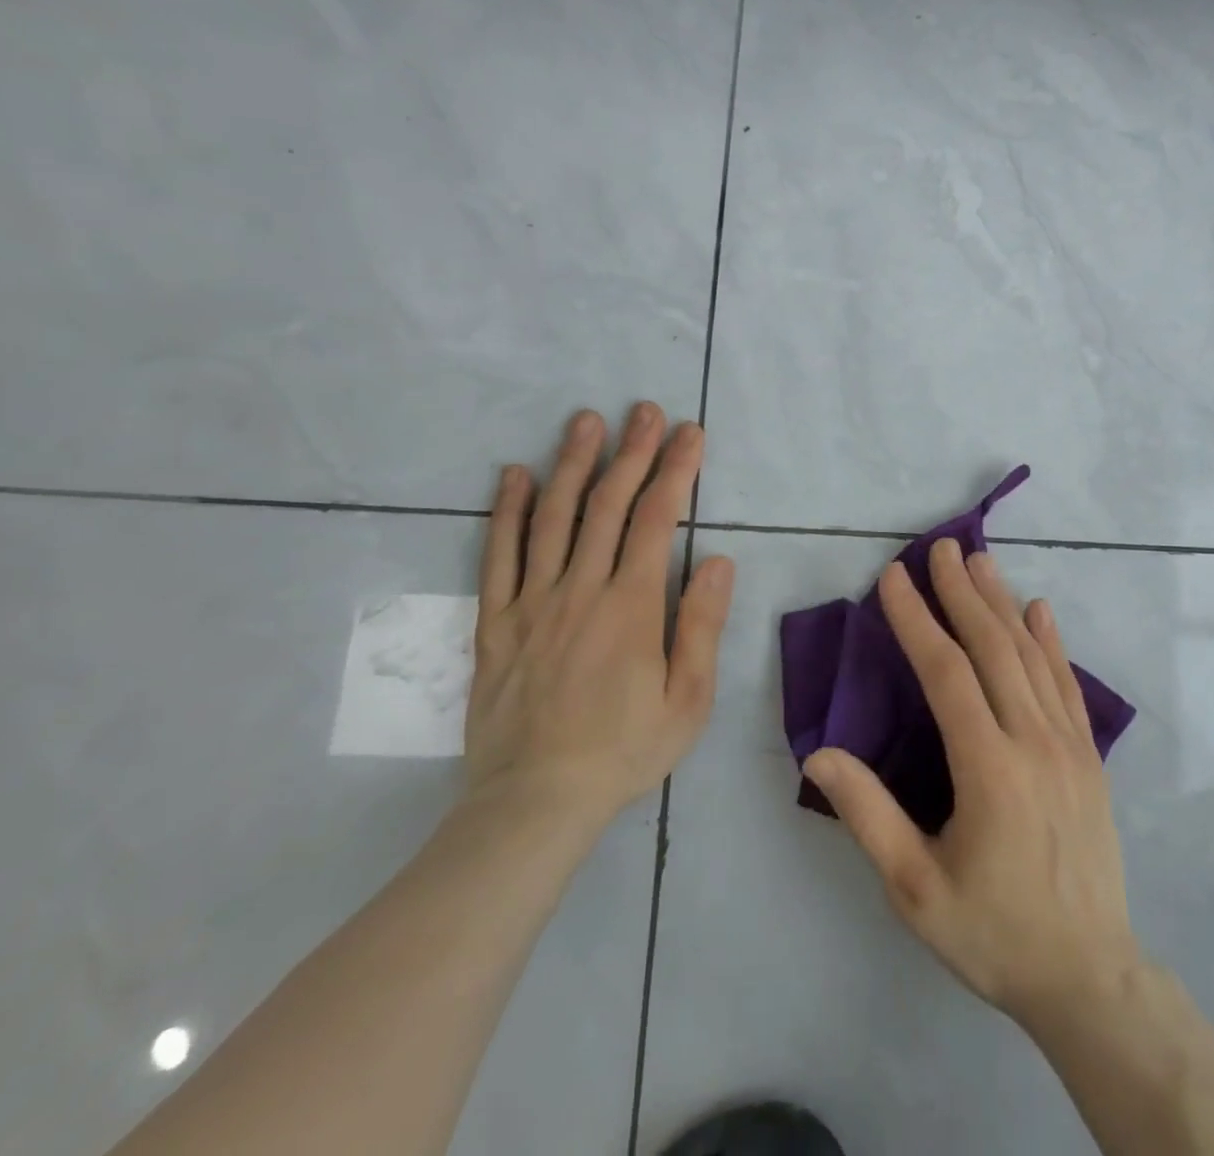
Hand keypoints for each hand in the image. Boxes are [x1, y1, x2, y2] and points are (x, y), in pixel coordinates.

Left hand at [464, 403, 733, 831]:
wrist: (535, 802)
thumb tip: (717, 558)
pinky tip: (514, 475)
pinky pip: (498, 556)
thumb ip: (701, 624)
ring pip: (552, 518)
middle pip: (606, 505)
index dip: (675, 471)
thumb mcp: (688, 699)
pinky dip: (506, 511)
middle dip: (631, 452)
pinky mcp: (496, 623)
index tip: (689, 433)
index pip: (656, 520)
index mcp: (631, 607)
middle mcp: (580, 590)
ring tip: (585, 420)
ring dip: (571, 464)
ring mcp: (531, 603)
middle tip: (644, 410)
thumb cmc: (625, 751)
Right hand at [804, 541, 1140, 1028]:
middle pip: (993, 648)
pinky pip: (1068, 684)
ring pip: (1032, 656)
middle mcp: (1033, 741)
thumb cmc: (992, 933)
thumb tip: (819, 752)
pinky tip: (1039, 610)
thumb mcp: (914, 888)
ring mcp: (1070, 745)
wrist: (1090, 976)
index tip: (894, 578)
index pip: (946, 672)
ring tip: (979, 562)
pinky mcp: (1090, 756)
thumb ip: (868, 814)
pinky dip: (1051, 641)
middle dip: (962, 592)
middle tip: (941, 547)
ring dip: (1002, 603)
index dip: (917, 620)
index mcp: (988, 769)